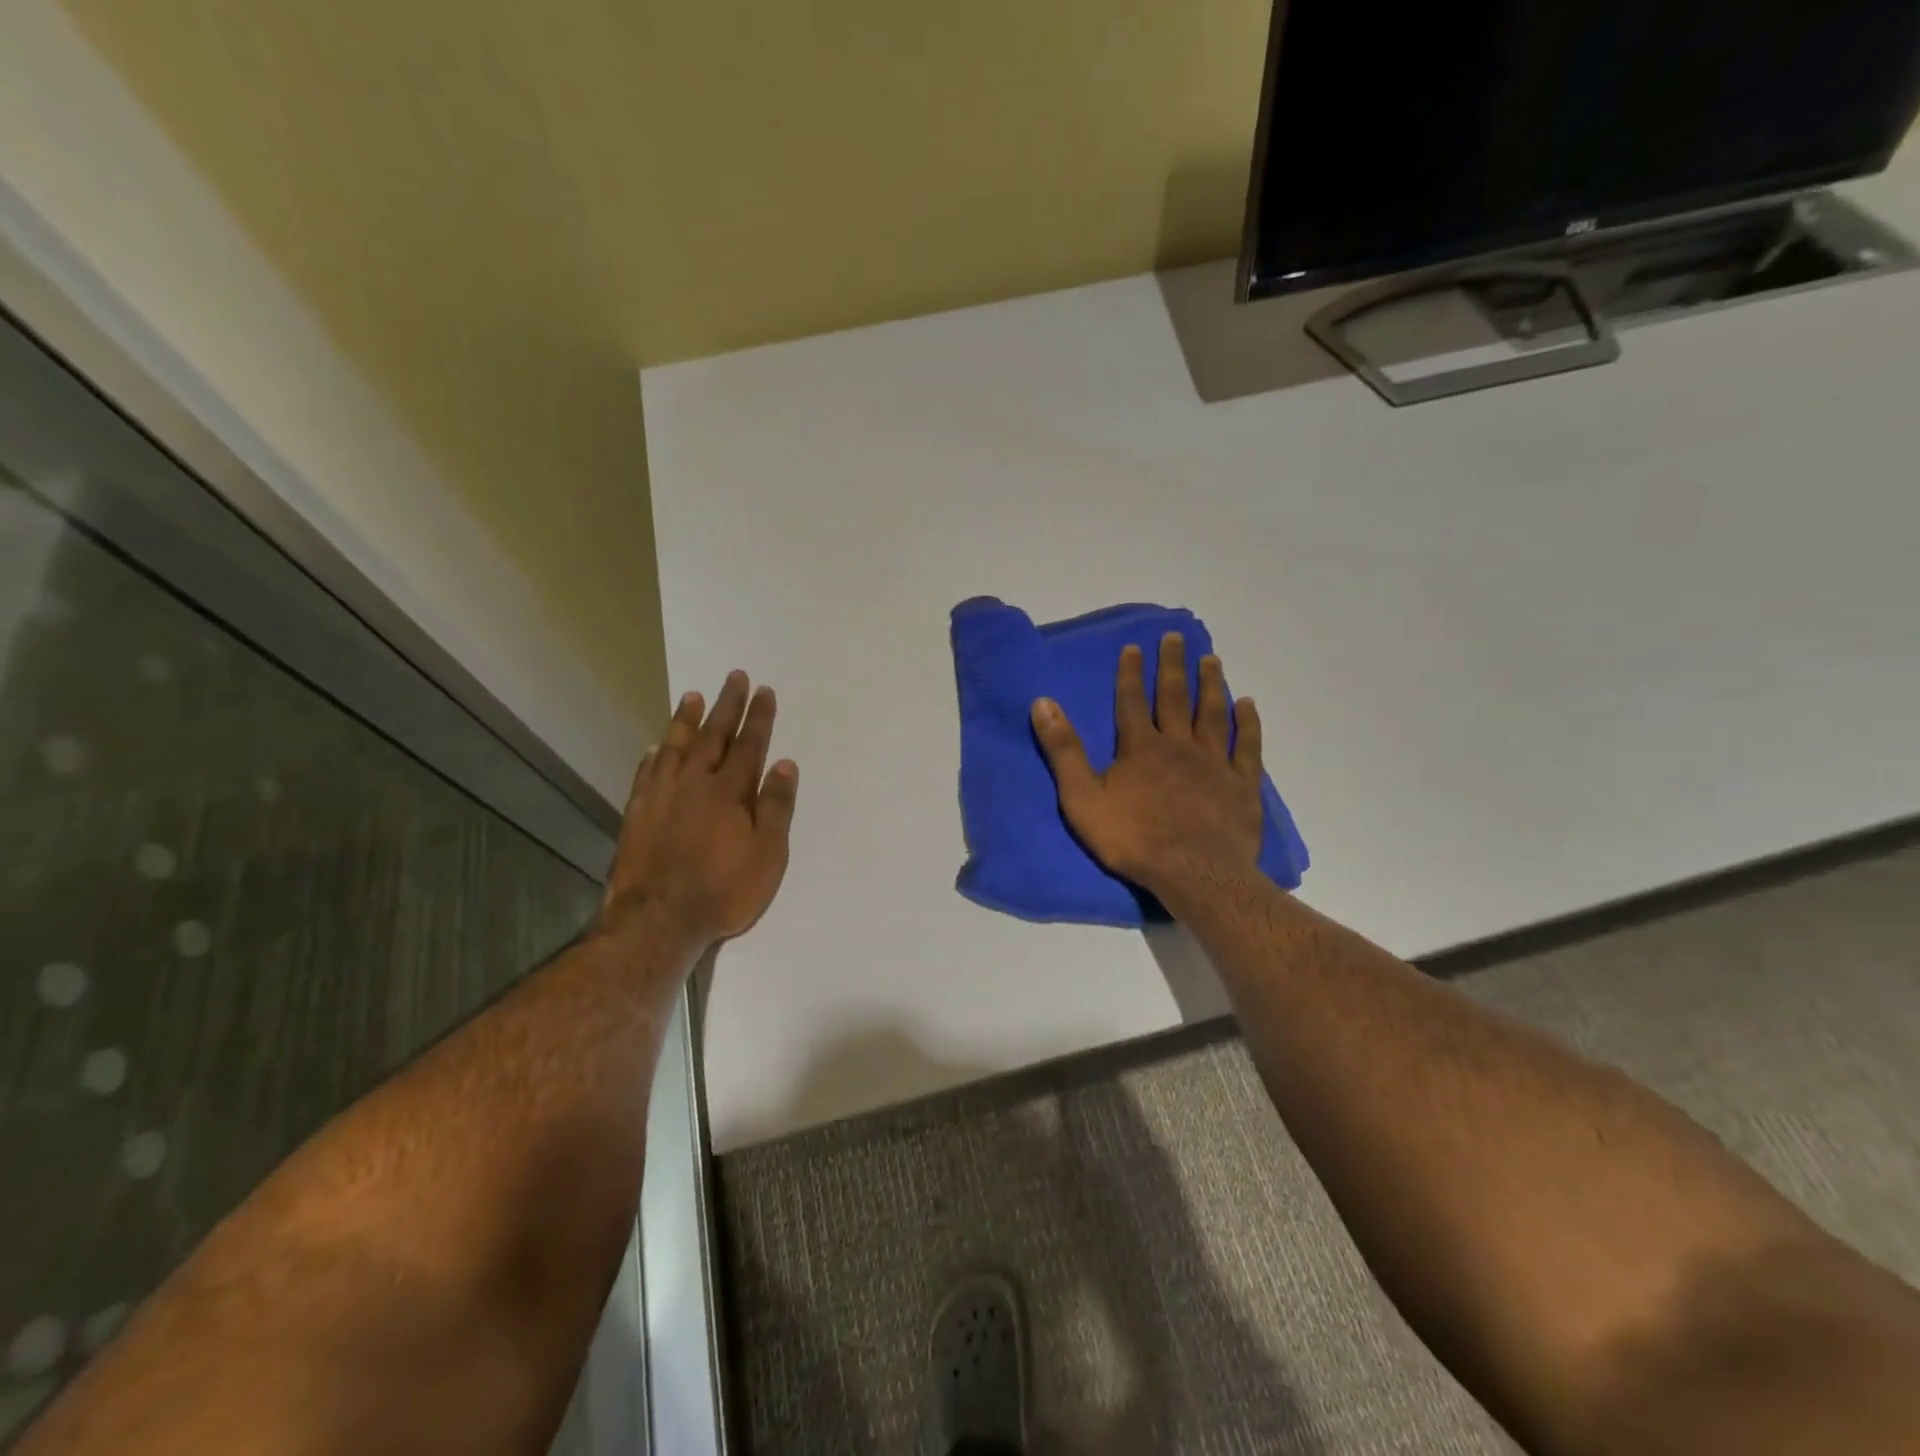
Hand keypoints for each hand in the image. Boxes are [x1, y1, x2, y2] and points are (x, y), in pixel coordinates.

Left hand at [599, 671, 797, 948]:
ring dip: (686, 720)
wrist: (658, 920)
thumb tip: (784, 764)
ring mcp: (661, 797)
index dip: (758, 717)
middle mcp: (695, 784)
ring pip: (675, 747)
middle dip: (726, 705)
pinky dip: (654, 756)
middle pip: (713, 736)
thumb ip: (775, 807)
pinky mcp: (637, 814)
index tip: (764, 690)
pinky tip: (656, 747)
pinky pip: (646, 774)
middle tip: (734, 676)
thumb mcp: (767, 854)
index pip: (749, 744)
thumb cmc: (723, 890)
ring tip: (692, 696)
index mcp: (730, 792)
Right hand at [1031, 633, 1263, 905]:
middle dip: (1173, 666)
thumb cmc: (1133, 838)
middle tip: (1176, 638)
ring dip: (1211, 685)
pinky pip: (1246, 746)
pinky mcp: (1242, 784)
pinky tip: (1247, 705)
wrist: (1194, 873)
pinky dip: (1247, 723)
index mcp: (1140, 747)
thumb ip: (1063, 750)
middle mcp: (1179, 745)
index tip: (1134, 647)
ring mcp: (1214, 762)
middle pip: (1175, 697)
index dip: (1131, 673)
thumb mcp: (1082, 797)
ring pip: (1213, 713)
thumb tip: (1042, 703)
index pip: (1132, 701)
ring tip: (1211, 660)